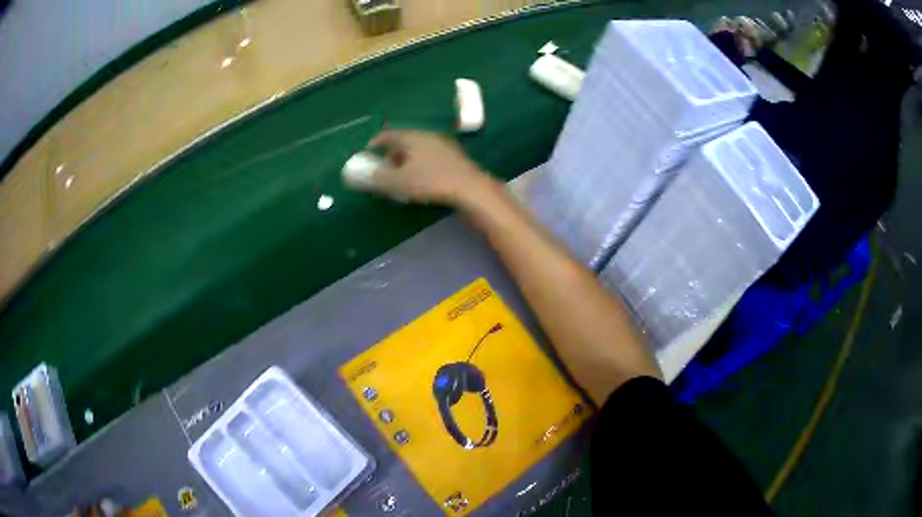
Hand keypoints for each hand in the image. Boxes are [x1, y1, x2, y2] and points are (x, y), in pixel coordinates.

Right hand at [357, 130, 494, 205]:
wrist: (471, 189)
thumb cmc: (431, 181)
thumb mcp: (398, 182)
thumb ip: (375, 178)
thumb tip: (353, 175)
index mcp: (412, 137)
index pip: (388, 135)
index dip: (376, 143)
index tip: (368, 152)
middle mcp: (428, 136)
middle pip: (404, 141)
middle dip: (391, 154)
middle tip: (384, 168)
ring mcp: (444, 145)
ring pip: (419, 149)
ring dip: (407, 160)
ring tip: (401, 176)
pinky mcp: (455, 158)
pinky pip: (431, 157)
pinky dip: (421, 165)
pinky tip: (422, 179)